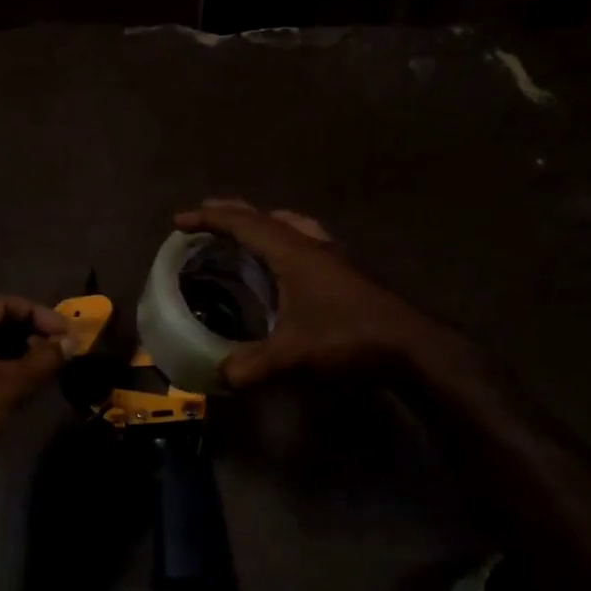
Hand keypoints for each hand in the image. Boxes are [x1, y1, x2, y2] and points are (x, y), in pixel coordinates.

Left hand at [0, 295, 70, 473]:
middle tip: (60, 351)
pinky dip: (6, 367)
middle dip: (32, 333)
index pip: (5, 303)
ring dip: (21, 352)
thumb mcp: (10, 385)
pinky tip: (27, 384)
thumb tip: (71, 342)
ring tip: (49, 367)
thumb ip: (44, 359)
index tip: (66, 334)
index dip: (40, 315)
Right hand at [174, 199, 462, 387]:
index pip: (243, 224)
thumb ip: (251, 365)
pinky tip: (286, 263)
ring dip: (262, 224)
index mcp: (292, 252)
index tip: (180, 221)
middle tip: (205, 217)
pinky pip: (305, 241)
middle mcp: (311, 244)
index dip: (209, 220)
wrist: (411, 345)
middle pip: (265, 218)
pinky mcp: (345, 271)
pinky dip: (284, 240)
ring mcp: (333, 255)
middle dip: (231, 215)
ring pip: (290, 226)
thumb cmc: (347, 337)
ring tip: (245, 233)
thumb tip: (219, 375)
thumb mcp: (292, 355)